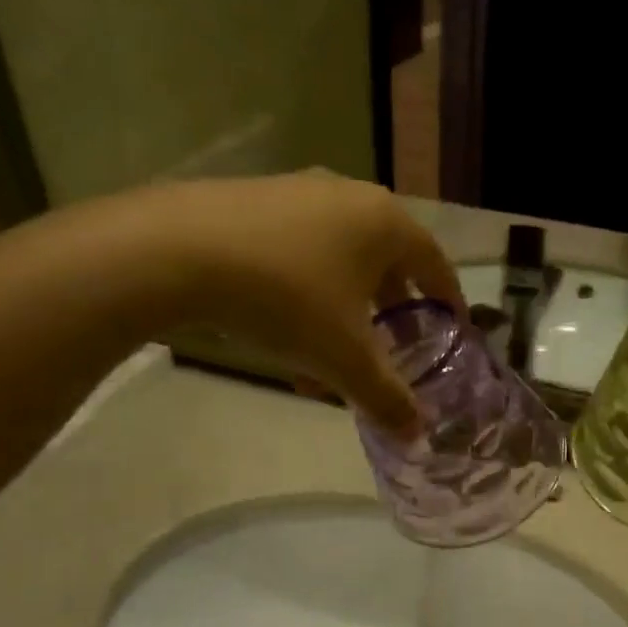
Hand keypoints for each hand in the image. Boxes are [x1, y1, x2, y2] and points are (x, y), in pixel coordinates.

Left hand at [88, 170, 462, 436]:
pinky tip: (283, 338)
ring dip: (343, 314)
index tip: (451, 331)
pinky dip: (304, 297)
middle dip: (390, 312)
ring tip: (329, 361)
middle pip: (385, 262)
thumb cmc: (285, 299)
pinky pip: (297, 254)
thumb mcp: (343, 358)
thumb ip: (385, 397)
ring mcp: (296, 193)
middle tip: (393, 348)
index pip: (434, 262)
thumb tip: (415, 433)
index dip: (447, 300)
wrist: (176, 252)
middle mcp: (347, 196)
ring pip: (337, 263)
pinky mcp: (251, 202)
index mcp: (383, 222)